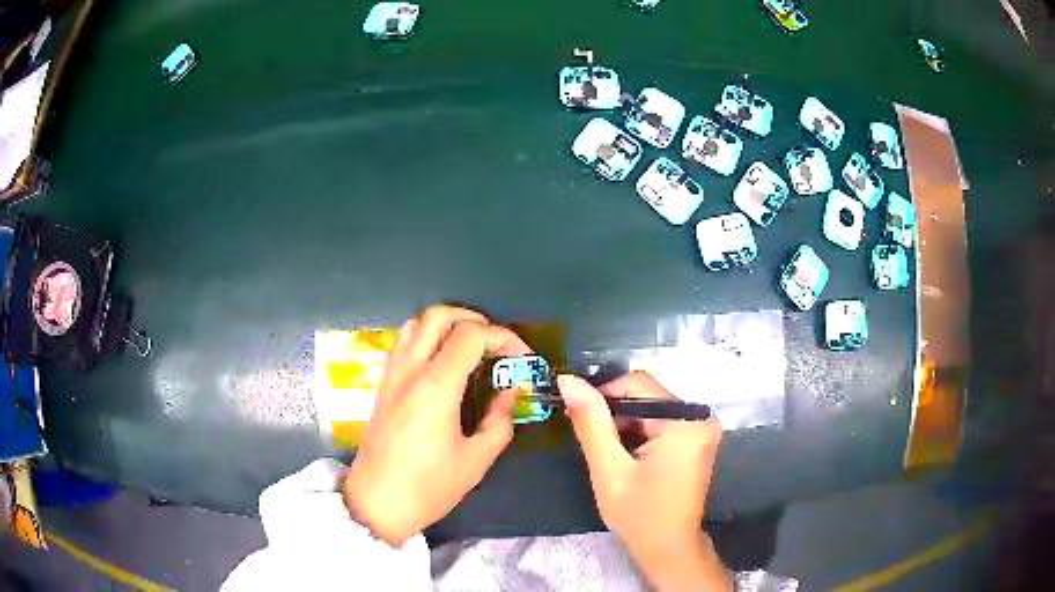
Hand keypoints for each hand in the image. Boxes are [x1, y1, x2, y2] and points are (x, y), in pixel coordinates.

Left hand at [343, 305, 531, 545]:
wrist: (376, 503)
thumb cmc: (428, 487)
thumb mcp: (475, 461)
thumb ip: (499, 421)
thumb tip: (509, 392)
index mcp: (436, 388)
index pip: (471, 335)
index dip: (503, 337)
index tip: (521, 357)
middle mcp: (410, 371)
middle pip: (438, 315)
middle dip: (474, 319)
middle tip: (495, 344)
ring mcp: (391, 375)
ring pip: (415, 323)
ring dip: (446, 325)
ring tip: (469, 348)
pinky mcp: (382, 385)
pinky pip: (402, 343)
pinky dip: (425, 338)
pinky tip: (440, 363)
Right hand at [558, 372, 730, 590]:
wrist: (668, 548)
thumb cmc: (640, 515)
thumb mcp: (609, 469)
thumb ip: (590, 422)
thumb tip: (568, 380)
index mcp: (686, 422)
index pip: (638, 384)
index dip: (603, 394)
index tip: (577, 414)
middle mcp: (700, 417)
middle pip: (646, 396)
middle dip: (614, 414)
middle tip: (592, 441)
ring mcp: (700, 428)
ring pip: (650, 409)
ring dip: (624, 425)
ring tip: (608, 454)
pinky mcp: (695, 439)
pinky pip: (660, 422)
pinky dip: (638, 434)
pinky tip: (625, 457)